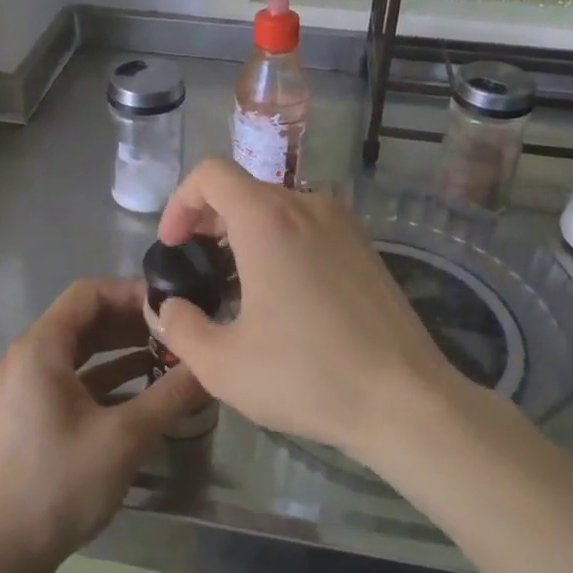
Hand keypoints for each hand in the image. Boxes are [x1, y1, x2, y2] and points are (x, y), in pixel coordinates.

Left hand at [0, 278, 207, 572]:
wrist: (0, 554)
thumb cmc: (59, 484)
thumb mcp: (125, 438)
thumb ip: (171, 396)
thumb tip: (212, 367)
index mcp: (40, 347)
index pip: (89, 292)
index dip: (131, 292)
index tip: (172, 306)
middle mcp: (28, 356)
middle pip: (85, 318)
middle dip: (132, 321)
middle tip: (176, 332)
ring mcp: (27, 385)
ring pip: (81, 349)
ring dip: (122, 348)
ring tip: (168, 356)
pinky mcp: (32, 412)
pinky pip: (73, 376)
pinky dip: (107, 375)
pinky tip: (143, 388)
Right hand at [152, 159, 457, 455]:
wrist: (405, 399)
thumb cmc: (307, 376)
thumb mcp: (223, 365)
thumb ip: (179, 328)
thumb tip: (167, 308)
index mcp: (267, 220)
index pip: (211, 174)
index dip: (181, 202)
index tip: (174, 245)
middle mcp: (306, 205)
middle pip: (243, 188)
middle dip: (209, 220)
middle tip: (198, 266)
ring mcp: (342, 223)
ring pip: (277, 207)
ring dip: (245, 232)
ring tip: (237, 284)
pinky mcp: (364, 245)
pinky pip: (308, 225)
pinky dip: (280, 241)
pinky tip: (283, 294)